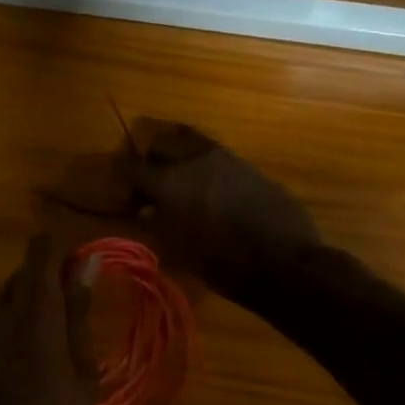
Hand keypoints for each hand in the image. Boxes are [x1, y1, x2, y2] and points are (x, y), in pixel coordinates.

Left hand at [0, 236, 96, 404]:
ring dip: (42, 306)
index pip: (41, 251)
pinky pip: (2, 325)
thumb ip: (79, 316)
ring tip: (76, 336)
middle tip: (93, 308)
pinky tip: (50, 360)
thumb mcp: (81, 378)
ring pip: (13, 300)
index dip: (68, 252)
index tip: (96, 268)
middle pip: (25, 274)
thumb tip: (87, 262)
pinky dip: (27, 328)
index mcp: (28, 314)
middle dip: (57, 280)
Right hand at [122, 124, 320, 300]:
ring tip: (181, 181)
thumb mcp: (176, 249)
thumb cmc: (221, 262)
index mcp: (169, 180)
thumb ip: (155, 223)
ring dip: (180, 156)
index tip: (122, 188)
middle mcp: (194, 159)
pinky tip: (209, 189)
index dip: (122, 176)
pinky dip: (204, 165)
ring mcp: (225, 157)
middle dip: (152, 158)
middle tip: (152, 182)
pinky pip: (216, 155)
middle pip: (162, 141)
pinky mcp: (248, 165)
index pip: (132, 166)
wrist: (282, 260)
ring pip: (191, 142)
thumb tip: (145, 209)